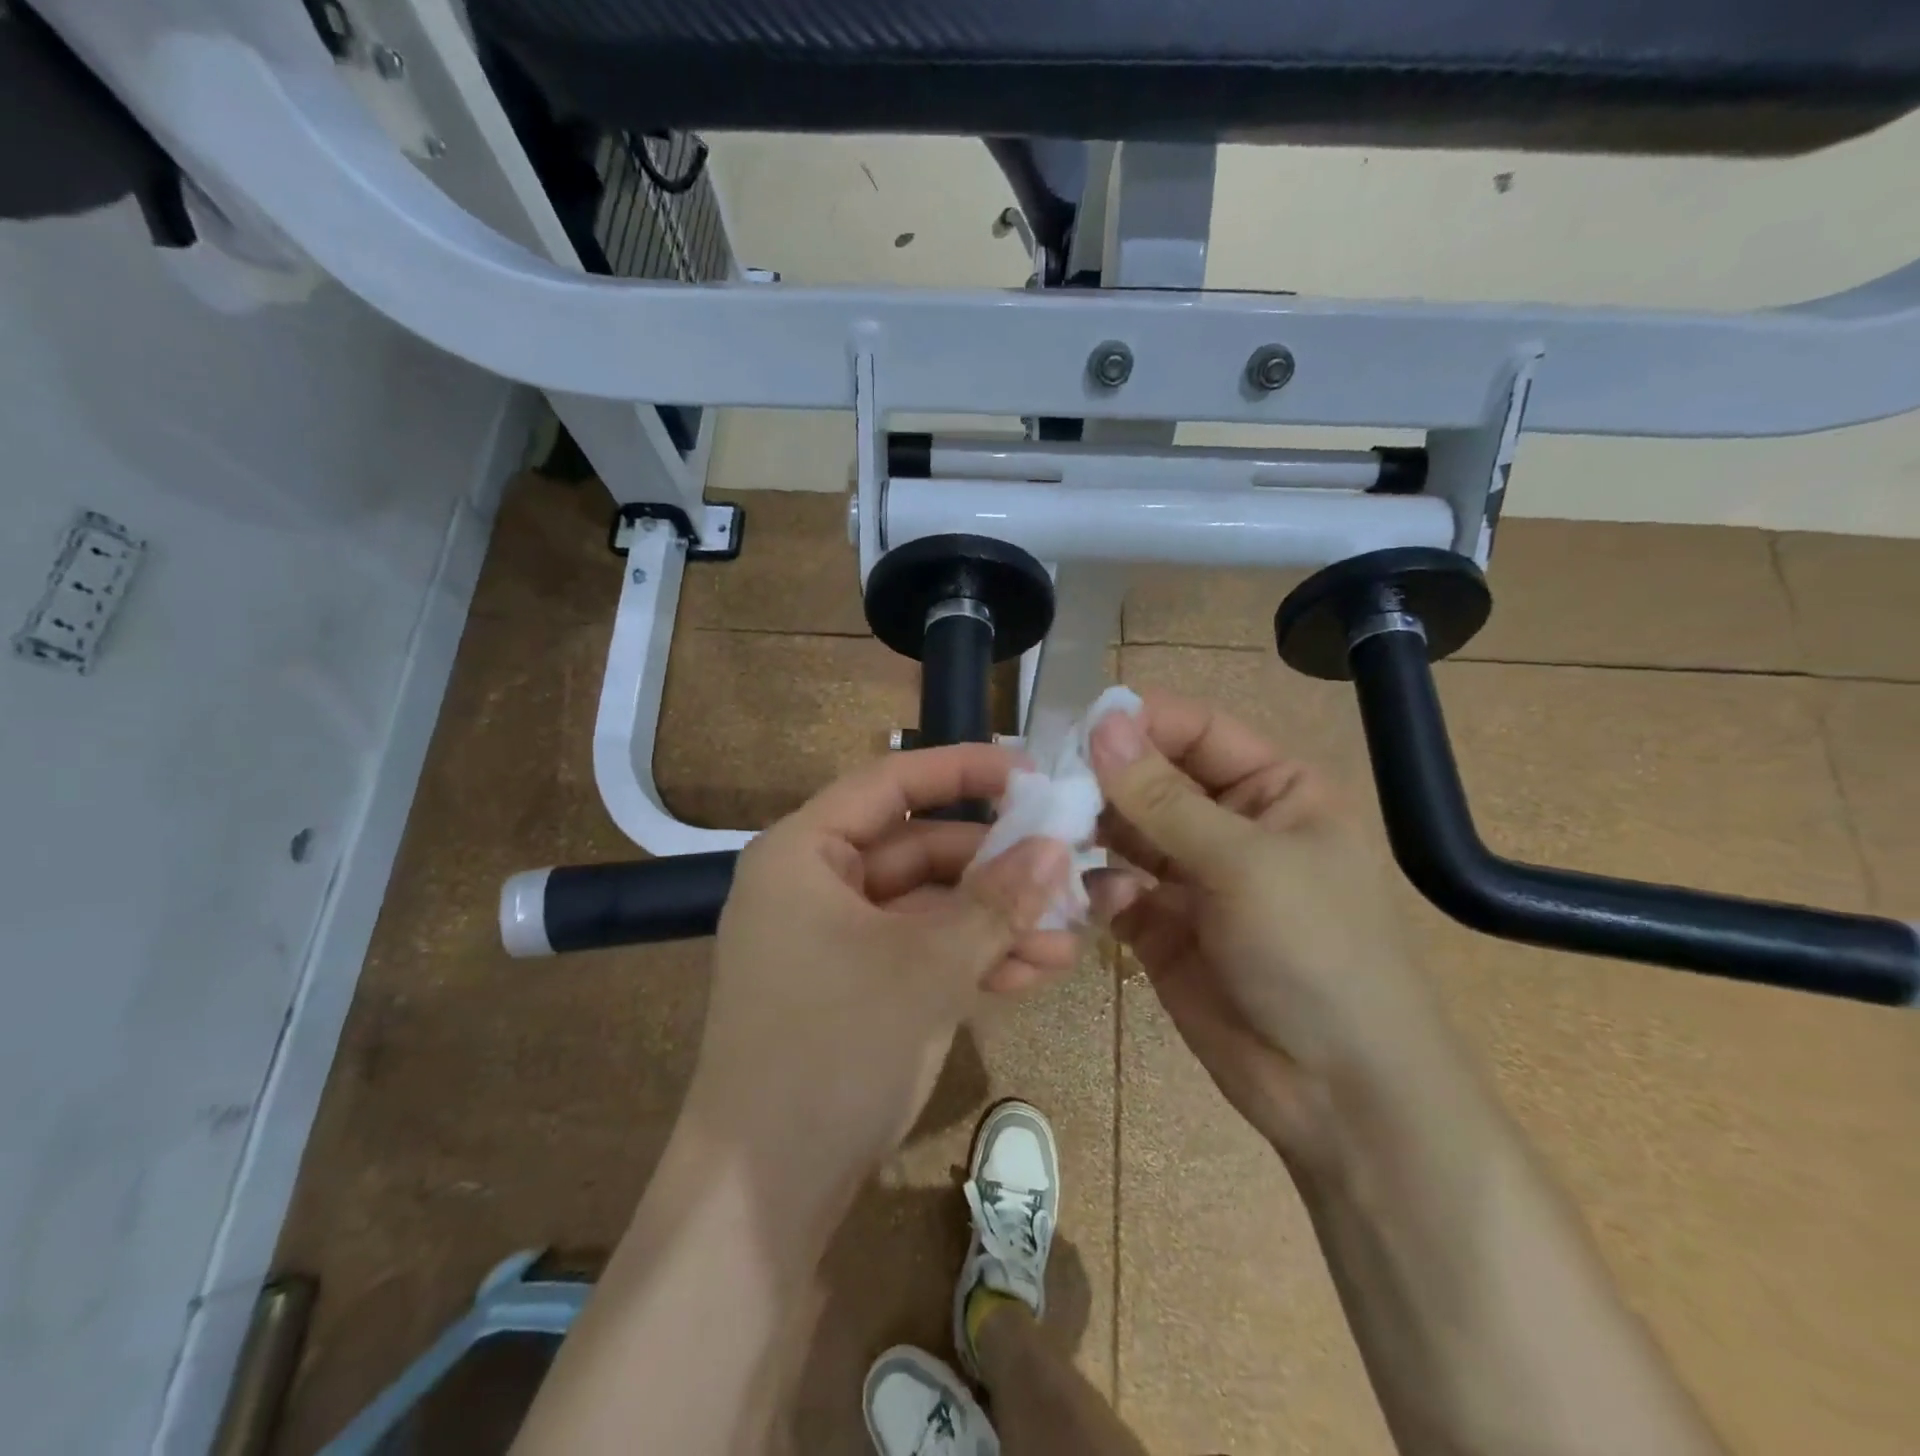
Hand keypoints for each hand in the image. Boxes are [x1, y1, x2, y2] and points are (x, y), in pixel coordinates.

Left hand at [685, 743, 1076, 1201]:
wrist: (763, 1196)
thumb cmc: (834, 1050)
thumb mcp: (926, 968)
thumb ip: (995, 902)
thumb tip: (1058, 846)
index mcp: (805, 852)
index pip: (891, 782)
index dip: (964, 771)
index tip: (1033, 774)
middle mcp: (814, 884)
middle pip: (918, 849)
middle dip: (997, 868)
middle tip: (1070, 870)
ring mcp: (833, 939)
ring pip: (927, 907)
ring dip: (995, 921)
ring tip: (1070, 935)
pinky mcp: (853, 987)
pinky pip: (919, 952)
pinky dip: (970, 959)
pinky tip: (1036, 971)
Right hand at [1088, 691, 1453, 1170]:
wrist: (1341, 1095)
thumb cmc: (1316, 952)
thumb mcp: (1245, 863)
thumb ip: (1164, 797)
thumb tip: (1103, 723)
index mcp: (1275, 790)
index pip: (1197, 731)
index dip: (1141, 723)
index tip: (1076, 728)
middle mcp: (1231, 825)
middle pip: (1152, 780)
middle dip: (1104, 781)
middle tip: (1046, 785)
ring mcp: (1192, 878)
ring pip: (1125, 834)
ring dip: (1091, 832)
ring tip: (1053, 836)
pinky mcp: (1161, 928)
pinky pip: (1115, 890)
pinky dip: (1098, 889)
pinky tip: (1095, 902)